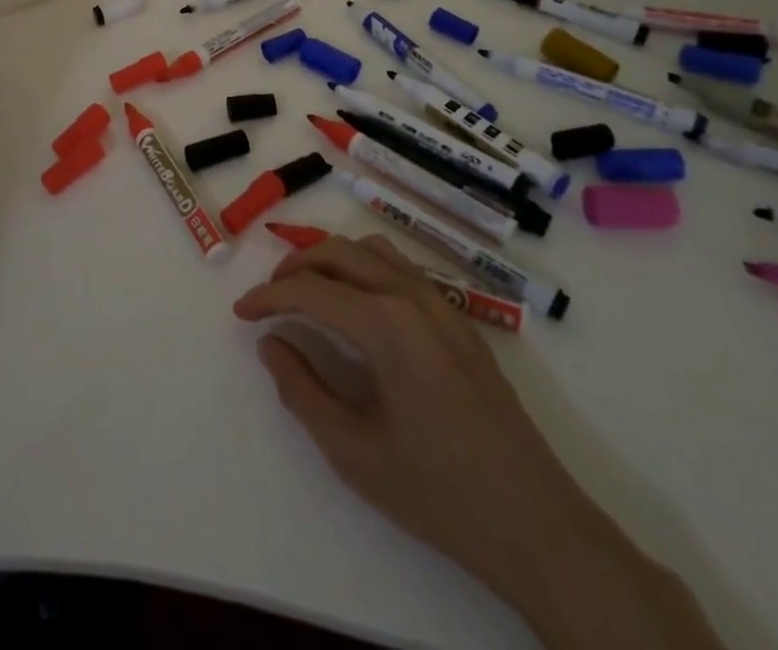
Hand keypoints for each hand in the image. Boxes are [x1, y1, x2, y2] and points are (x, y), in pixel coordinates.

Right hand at [233, 236, 602, 604]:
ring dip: (331, 260)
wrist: (537, 526)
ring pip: (373, 251)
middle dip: (295, 267)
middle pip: (340, 253)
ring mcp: (443, 304)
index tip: (240, 313)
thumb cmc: (439, 494)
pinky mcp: (460, 320)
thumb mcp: (354, 453)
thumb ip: (302, 391)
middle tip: (268, 298)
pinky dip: (364, 268)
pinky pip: (401, 269)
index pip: (311, 290)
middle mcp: (413, 297)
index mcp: (387, 324)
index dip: (268, 297)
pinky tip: (356, 305)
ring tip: (306, 292)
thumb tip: (271, 344)